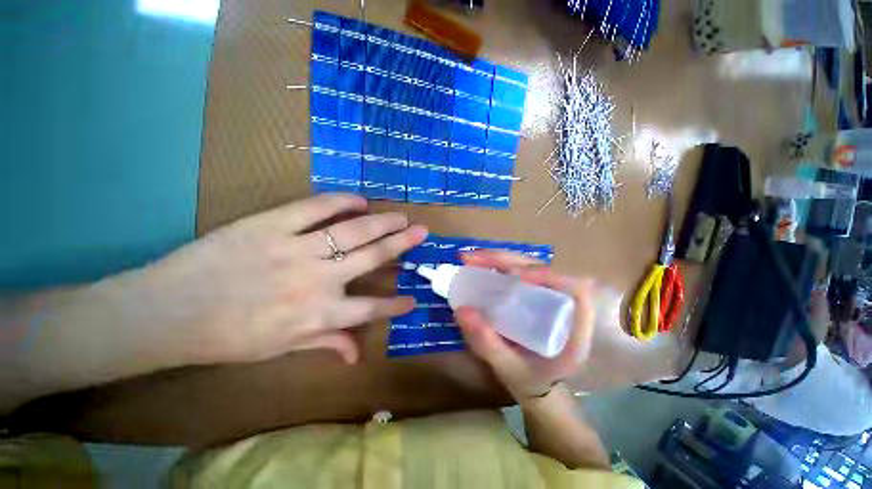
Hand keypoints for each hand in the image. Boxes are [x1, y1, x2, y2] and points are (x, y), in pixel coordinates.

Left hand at [113, 193, 426, 365]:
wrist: (165, 312)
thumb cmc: (225, 337)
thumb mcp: (279, 349)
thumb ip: (324, 344)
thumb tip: (358, 354)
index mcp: (316, 314)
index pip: (370, 310)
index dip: (395, 305)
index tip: (414, 298)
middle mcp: (315, 280)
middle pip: (370, 258)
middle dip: (401, 245)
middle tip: (421, 232)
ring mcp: (294, 249)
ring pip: (351, 231)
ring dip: (381, 223)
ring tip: (401, 216)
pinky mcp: (270, 225)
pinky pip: (314, 208)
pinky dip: (340, 201)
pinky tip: (359, 200)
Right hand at [454, 250, 594, 402]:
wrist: (536, 382)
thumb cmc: (531, 380)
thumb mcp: (509, 368)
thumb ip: (488, 344)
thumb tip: (461, 310)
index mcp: (574, 327)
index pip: (576, 289)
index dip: (549, 275)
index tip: (516, 275)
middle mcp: (562, 303)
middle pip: (543, 268)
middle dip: (508, 260)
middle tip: (474, 259)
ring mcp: (546, 294)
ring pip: (527, 265)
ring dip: (498, 258)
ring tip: (470, 258)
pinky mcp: (532, 291)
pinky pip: (517, 272)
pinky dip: (496, 266)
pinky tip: (477, 265)